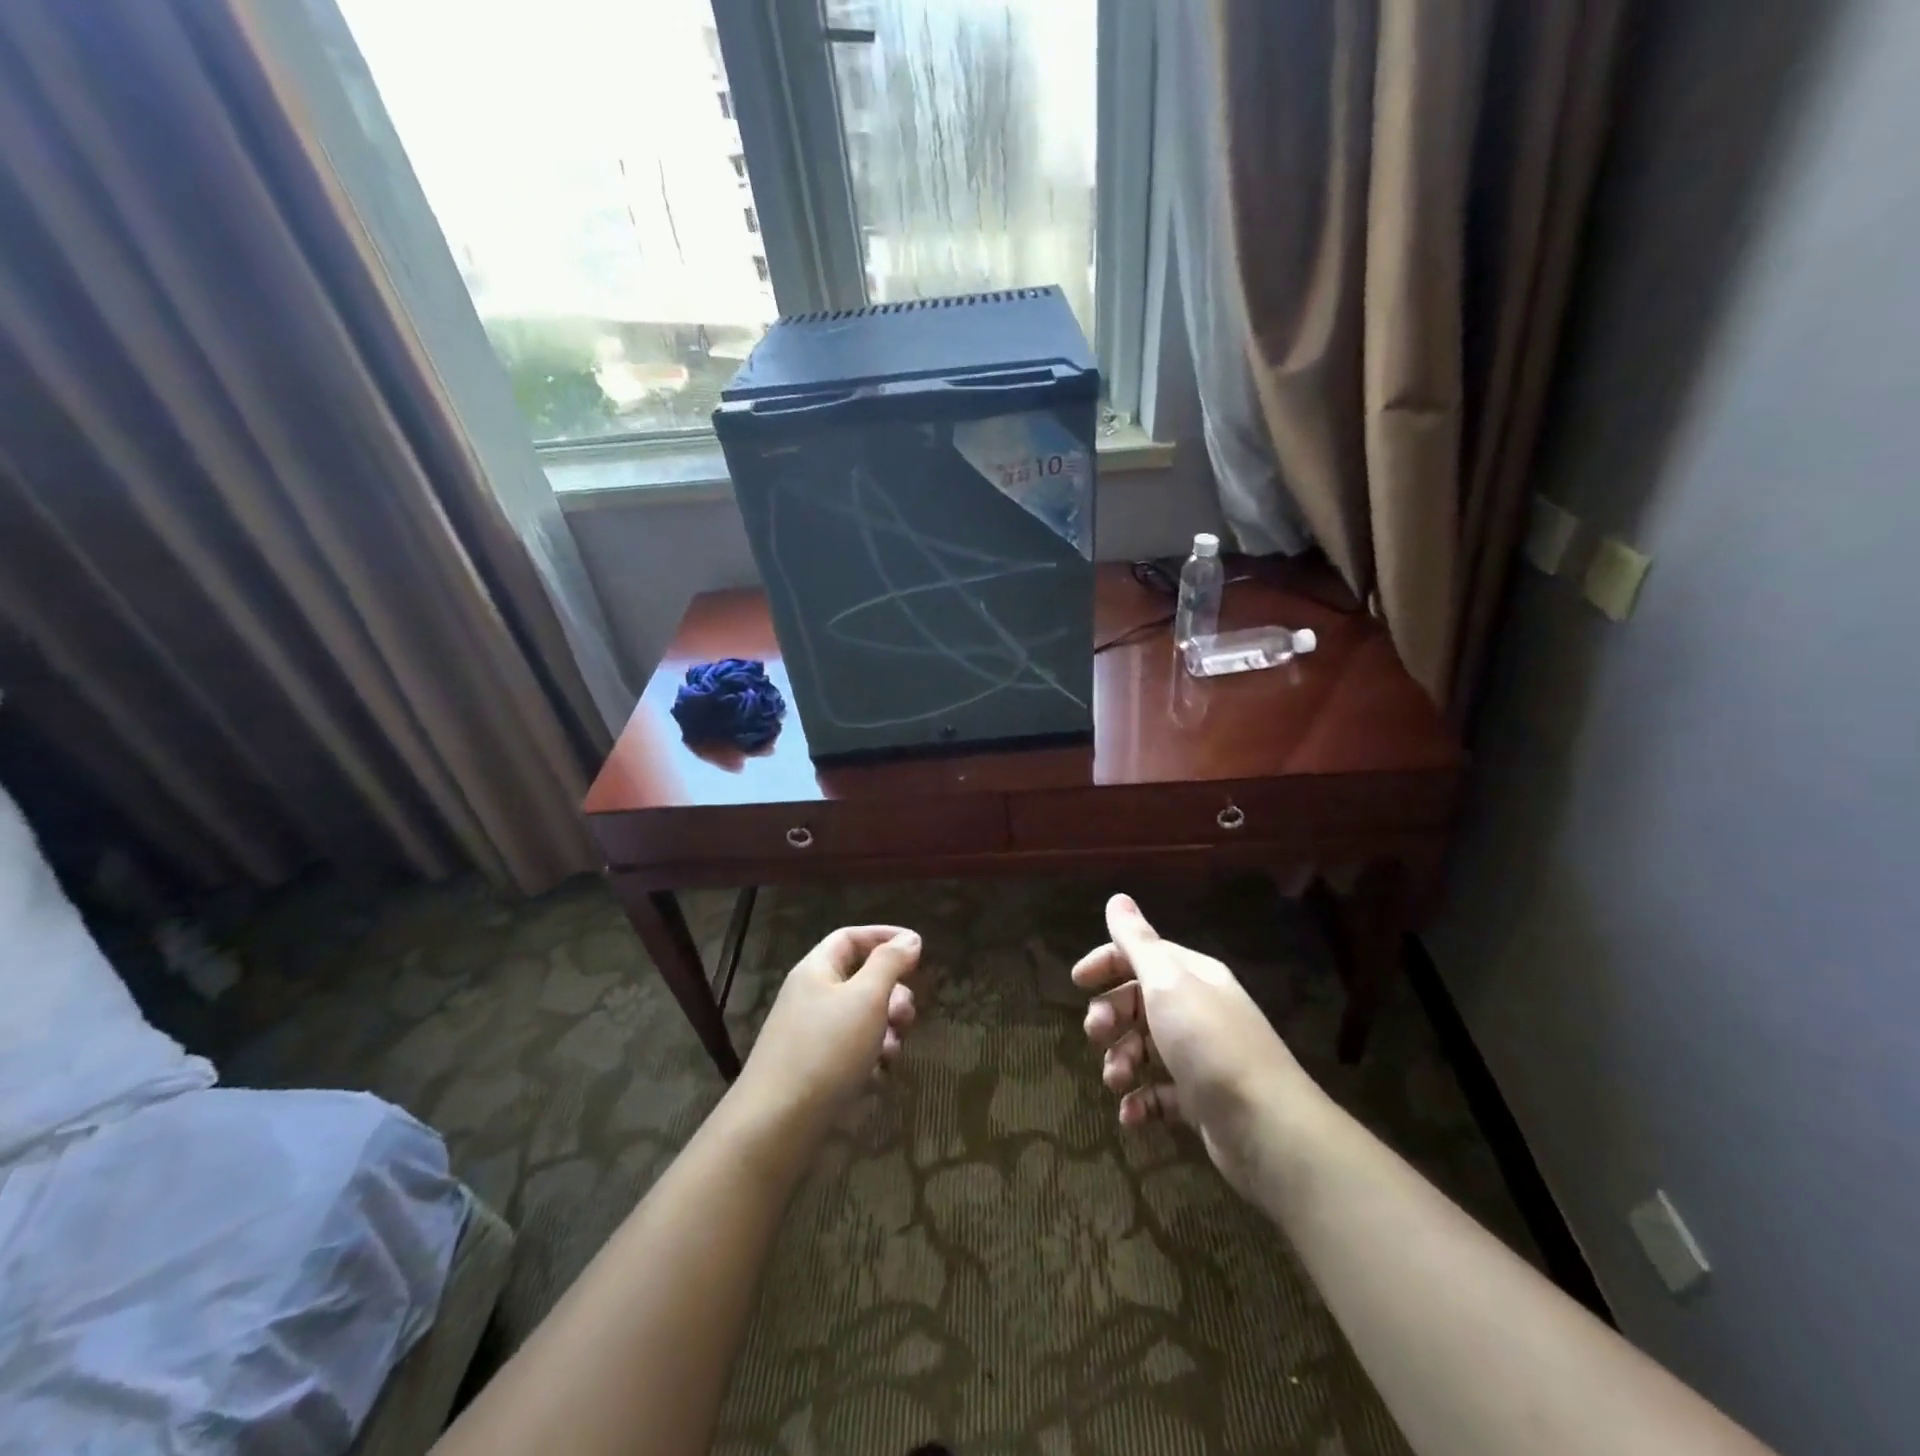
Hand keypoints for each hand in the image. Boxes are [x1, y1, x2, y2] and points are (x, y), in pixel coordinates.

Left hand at [735, 925, 920, 1136]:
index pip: (851, 937)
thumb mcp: (865, 998)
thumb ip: (890, 964)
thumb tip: (909, 938)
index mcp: (816, 970)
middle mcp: (813, 998)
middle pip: (862, 979)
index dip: (884, 937)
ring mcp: (814, 1036)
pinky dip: (872, 1057)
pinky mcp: (818, 1070)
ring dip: (887, 1029)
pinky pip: (855, 1052)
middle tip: (906, 1014)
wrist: (777, 1126)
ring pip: (863, 1018)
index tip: (917, 949)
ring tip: (892, 1050)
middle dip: (892, 993)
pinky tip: (878, 1075)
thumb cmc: (826, 1050)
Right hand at [1074, 894, 1306, 1194]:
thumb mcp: (1167, 983)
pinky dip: (1140, 1102)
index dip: (1107, 963)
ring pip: (1144, 1049)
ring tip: (1117, 1081)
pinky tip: (1130, 1115)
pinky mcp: (1200, 1100)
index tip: (1077, 982)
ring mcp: (1199, 1057)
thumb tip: (1118, 898)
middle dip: (1110, 1016)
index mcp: (1192, 976)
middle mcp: (1196, 1009)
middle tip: (1096, 1034)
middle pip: (1138, 1002)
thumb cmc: (1209, 1043)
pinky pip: (1158, 1093)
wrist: (1267, 1128)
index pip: (1142, 955)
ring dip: (1121, 1062)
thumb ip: (1138, 943)